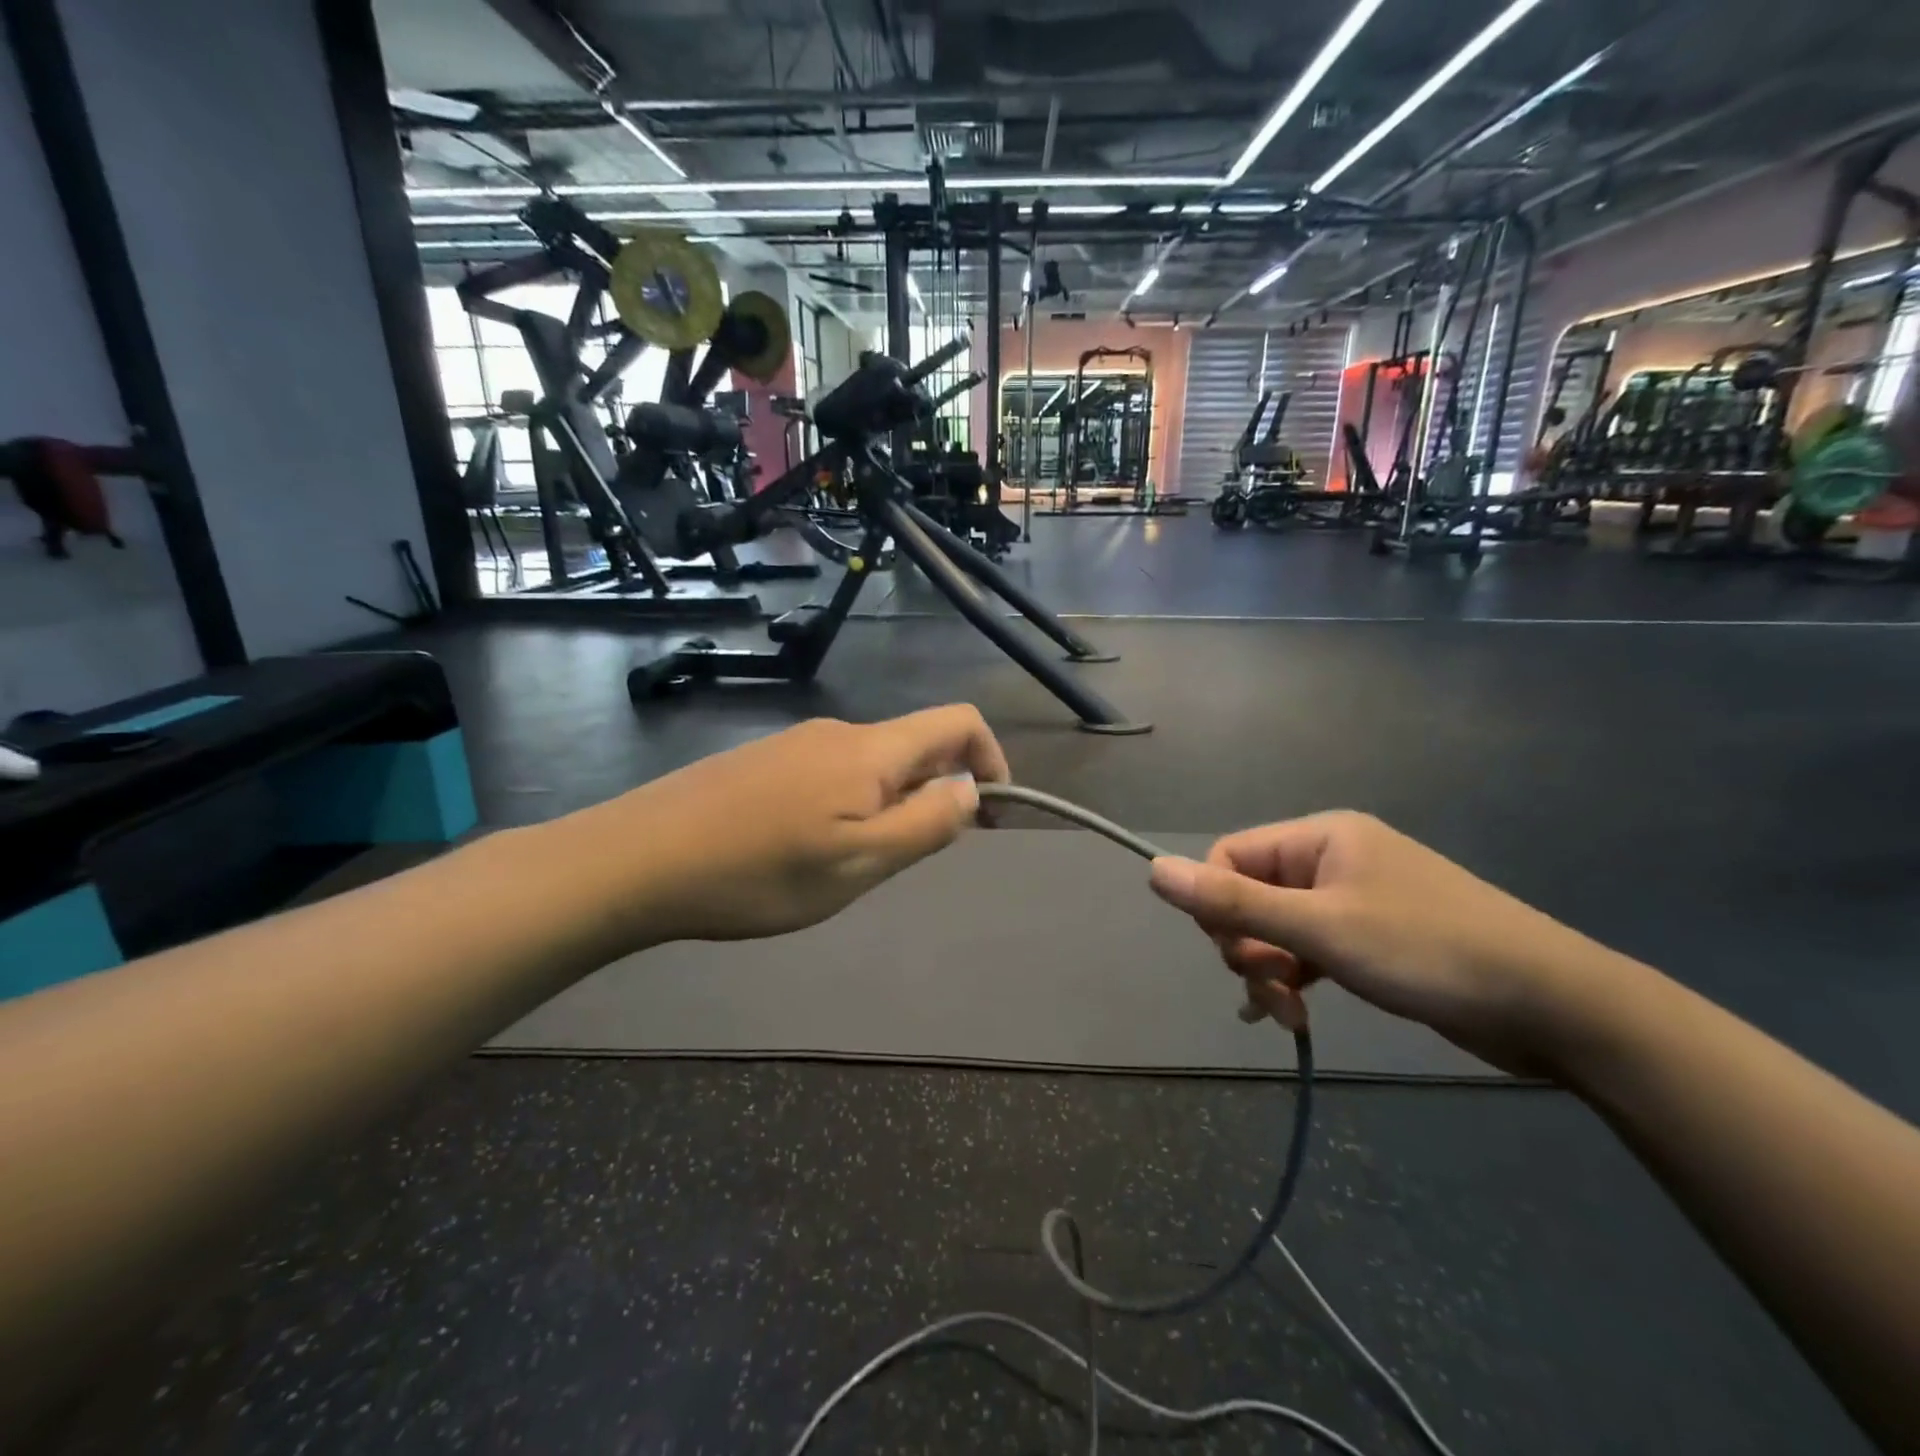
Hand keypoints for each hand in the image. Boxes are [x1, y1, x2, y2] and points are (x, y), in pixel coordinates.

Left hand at [577, 707, 1008, 943]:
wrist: (636, 860)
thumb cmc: (759, 871)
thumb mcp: (859, 863)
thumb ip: (927, 823)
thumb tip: (971, 788)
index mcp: (871, 749)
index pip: (958, 722)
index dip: (992, 759)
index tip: (992, 814)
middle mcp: (837, 731)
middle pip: (915, 745)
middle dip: (937, 793)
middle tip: (912, 857)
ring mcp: (795, 743)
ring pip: (872, 765)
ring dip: (892, 804)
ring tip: (855, 863)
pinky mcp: (763, 761)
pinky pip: (832, 773)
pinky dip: (851, 804)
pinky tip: (809, 849)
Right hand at [1147, 812, 1615, 1075]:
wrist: (1557, 1005)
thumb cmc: (1429, 951)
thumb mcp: (1322, 928)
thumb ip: (1232, 902)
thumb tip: (1152, 871)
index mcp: (1320, 838)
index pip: (1229, 857)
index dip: (1218, 908)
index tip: (1240, 957)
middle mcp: (1333, 858)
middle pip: (1250, 894)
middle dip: (1247, 946)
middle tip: (1273, 990)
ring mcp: (1355, 898)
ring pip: (1277, 926)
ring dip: (1270, 969)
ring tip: (1289, 1014)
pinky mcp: (1372, 937)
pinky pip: (1309, 948)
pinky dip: (1295, 977)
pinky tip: (1292, 1014)